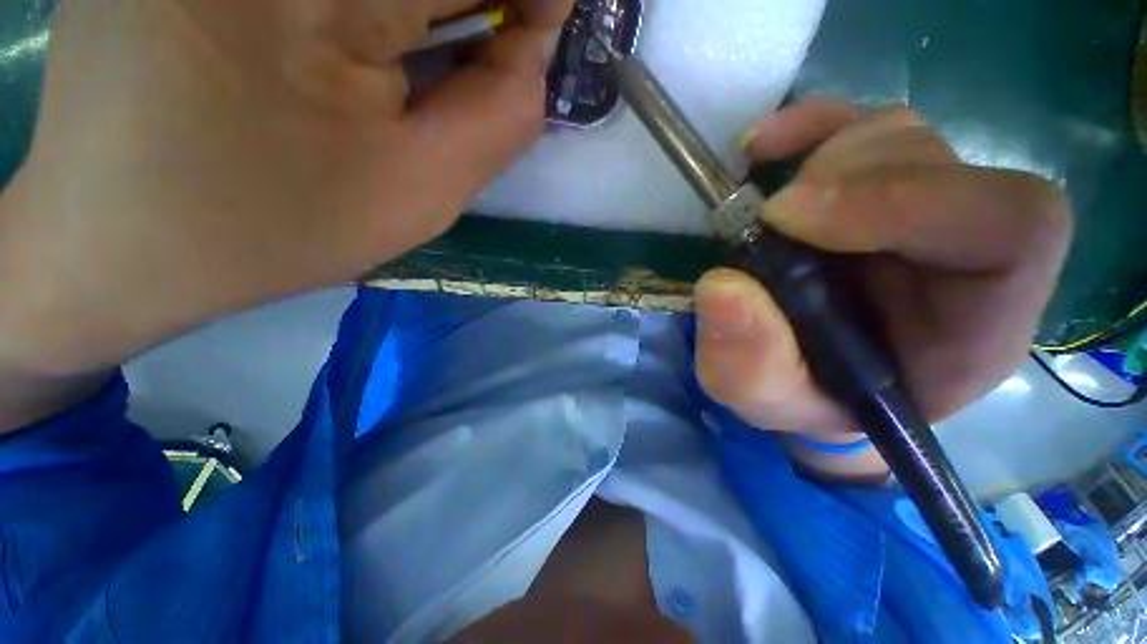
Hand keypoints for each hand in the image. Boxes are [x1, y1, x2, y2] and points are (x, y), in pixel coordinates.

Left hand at [0, 0, 570, 374]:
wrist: (112, 243)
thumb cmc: (263, 231)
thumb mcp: (419, 194)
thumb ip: (501, 117)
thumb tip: (533, 45)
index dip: (528, 0)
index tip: (525, 45)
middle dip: (472, 10)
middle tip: (471, 59)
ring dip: (418, 13)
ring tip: (395, 63)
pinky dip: (374, 12)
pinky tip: (346, 44)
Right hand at [695, 101, 1071, 476]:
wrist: (809, 378)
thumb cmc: (806, 398)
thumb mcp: (767, 400)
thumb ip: (749, 366)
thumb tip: (722, 287)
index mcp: (977, 322)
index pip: (1011, 226)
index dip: (906, 198)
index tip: (788, 218)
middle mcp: (966, 252)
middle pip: (942, 164)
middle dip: (846, 177)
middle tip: (768, 219)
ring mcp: (923, 207)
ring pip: (899, 138)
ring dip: (821, 156)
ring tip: (763, 207)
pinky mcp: (875, 188)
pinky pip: (859, 125)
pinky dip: (809, 125)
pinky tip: (762, 147)